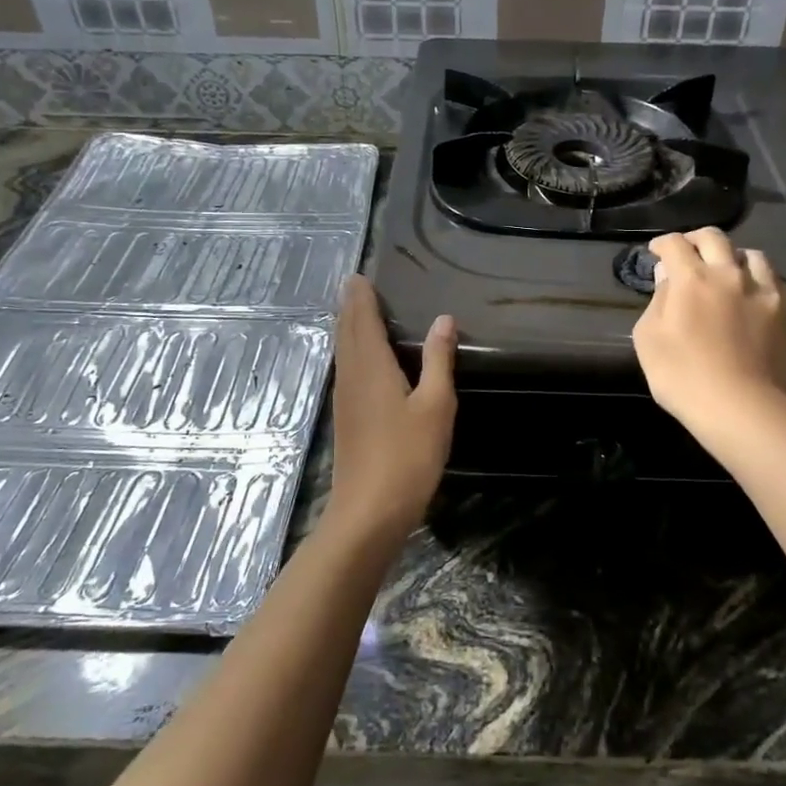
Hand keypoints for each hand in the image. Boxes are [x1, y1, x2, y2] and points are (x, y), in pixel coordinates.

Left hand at [325, 275, 456, 540]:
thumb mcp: (434, 405)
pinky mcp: (345, 417)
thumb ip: (438, 360)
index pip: (361, 319)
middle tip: (357, 285)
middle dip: (350, 307)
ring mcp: (344, 398)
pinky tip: (362, 359)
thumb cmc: (407, 455)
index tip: (359, 274)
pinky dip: (351, 351)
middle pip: (346, 332)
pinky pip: (345, 369)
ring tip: (358, 311)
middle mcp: (351, 375)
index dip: (360, 296)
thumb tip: (443, 319)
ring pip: (343, 351)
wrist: (369, 511)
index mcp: (371, 366)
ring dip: (348, 327)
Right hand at [632, 228, 785, 447]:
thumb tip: (668, 277)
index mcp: (692, 279)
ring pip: (751, 255)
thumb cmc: (682, 376)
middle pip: (714, 238)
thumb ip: (657, 301)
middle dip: (696, 239)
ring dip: (733, 257)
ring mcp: (764, 290)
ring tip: (727, 271)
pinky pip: (776, 281)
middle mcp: (729, 274)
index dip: (662, 243)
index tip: (656, 252)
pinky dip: (761, 280)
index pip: (675, 244)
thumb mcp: (648, 339)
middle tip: (688, 252)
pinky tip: (755, 294)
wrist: (741, 407)